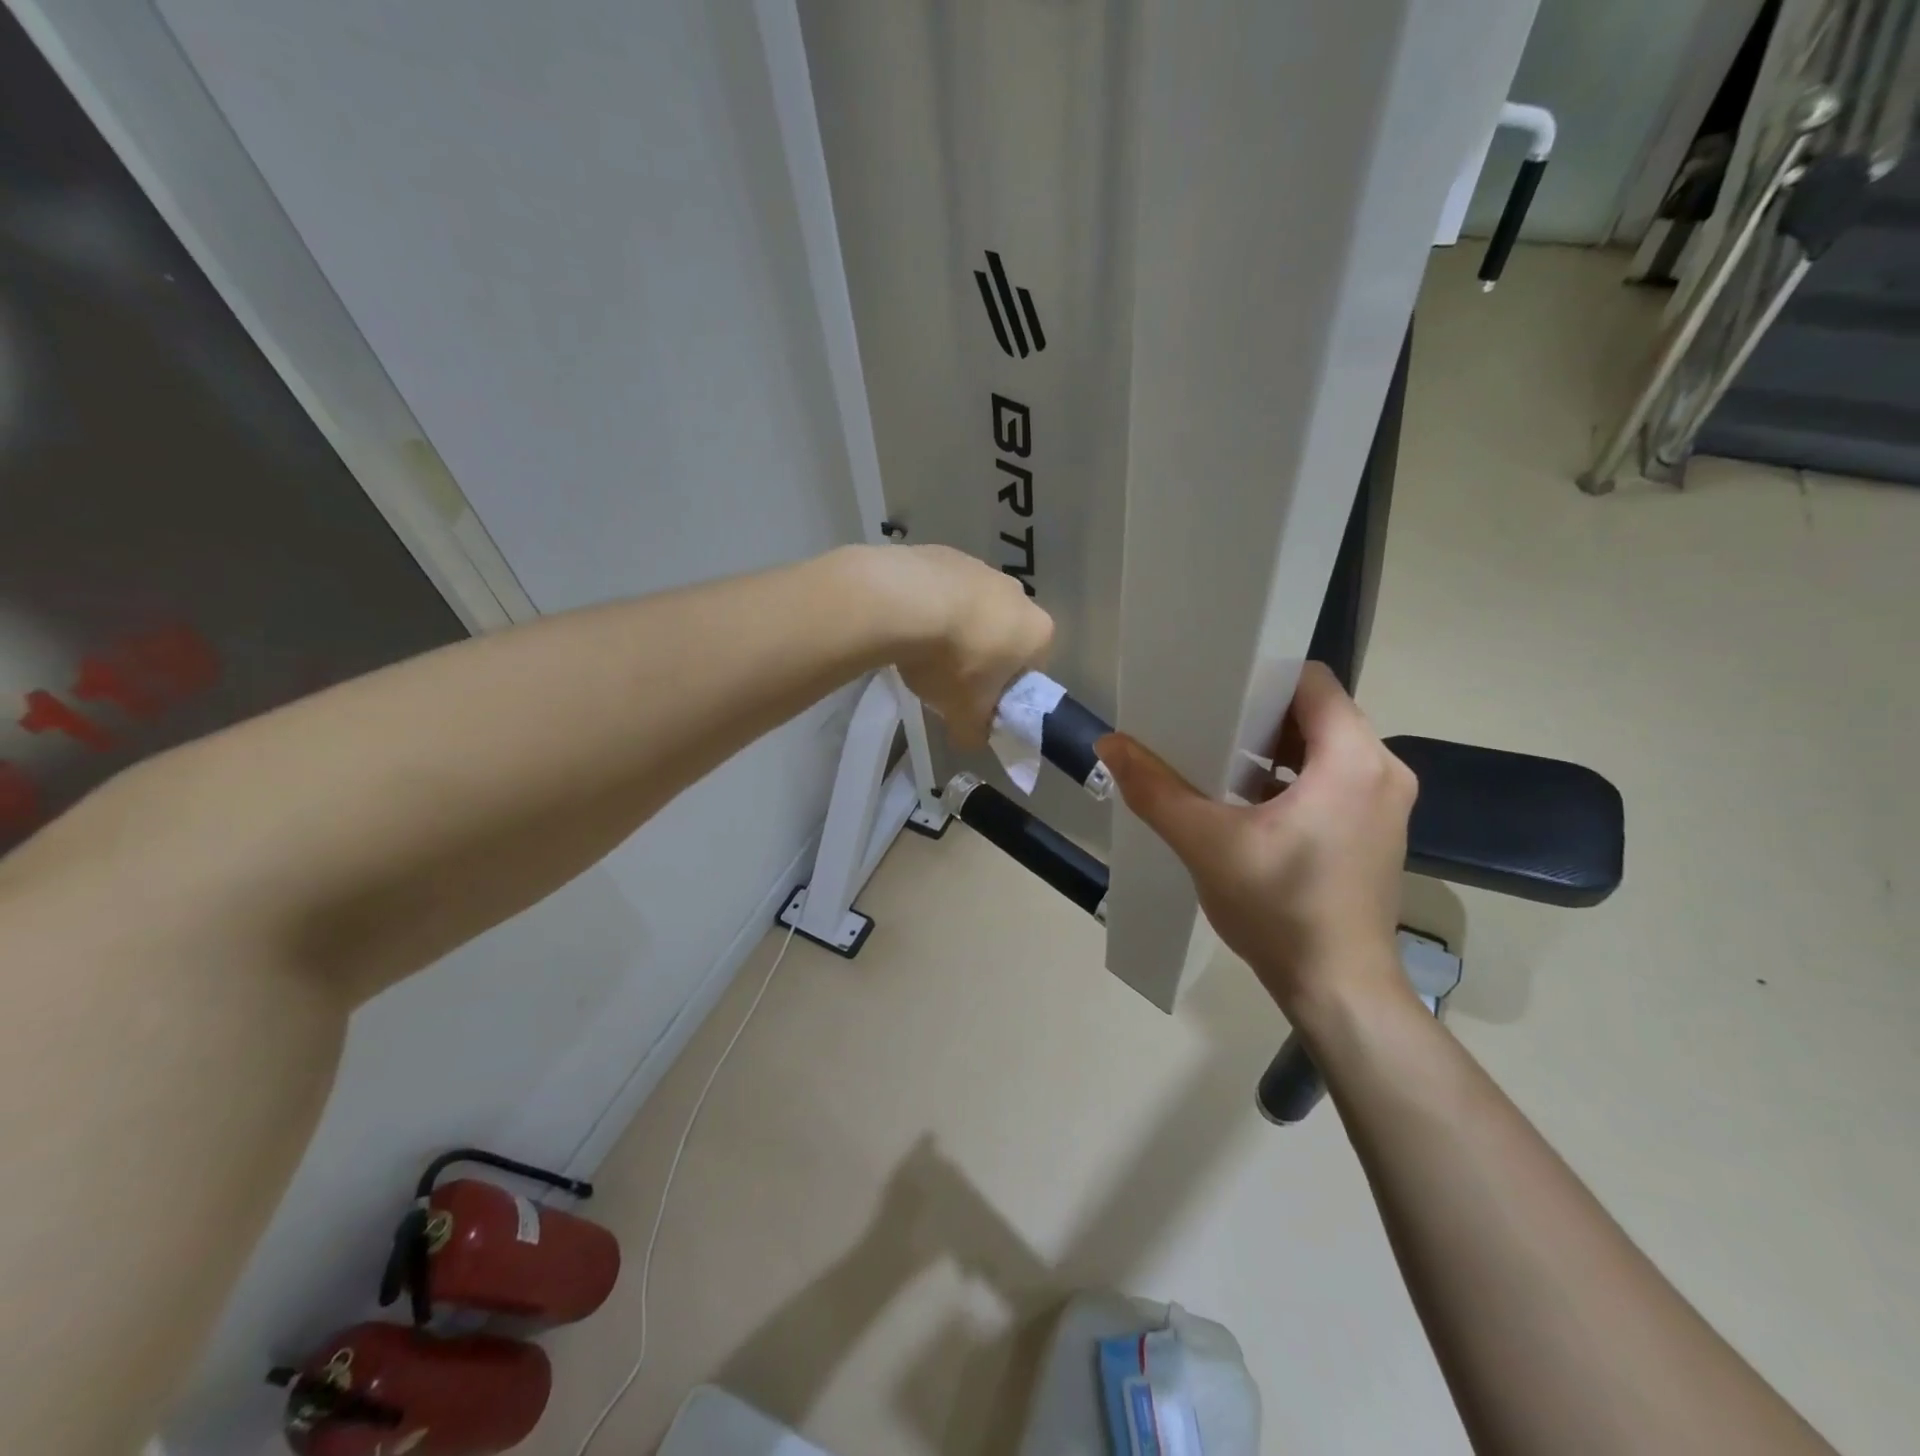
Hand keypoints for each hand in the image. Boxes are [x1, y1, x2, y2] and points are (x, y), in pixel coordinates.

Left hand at [855, 544, 1054, 747]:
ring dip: (954, 628)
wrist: (904, 602)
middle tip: (948, 679)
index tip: (978, 701)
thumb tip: (972, 740)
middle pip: (1004, 634)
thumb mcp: (965, 713)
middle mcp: (1018, 594)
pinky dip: (929, 604)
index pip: (1031, 668)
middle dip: (981, 656)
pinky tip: (906, 623)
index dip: (1005, 689)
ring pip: (973, 608)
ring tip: (920, 650)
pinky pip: (942, 588)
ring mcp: (982, 568)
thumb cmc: (952, 662)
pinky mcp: (946, 553)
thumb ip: (975, 731)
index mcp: (1037, 633)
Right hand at [1098, 663, 1416, 1016]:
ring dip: (1274, 748)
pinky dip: (1292, 778)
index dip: (1261, 676)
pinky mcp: (1376, 830)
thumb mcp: (1206, 844)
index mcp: (1353, 761)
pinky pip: (1334, 779)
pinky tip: (1245, 800)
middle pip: (1317, 714)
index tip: (1214, 685)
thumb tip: (1109, 743)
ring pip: (1325, 748)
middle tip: (1205, 721)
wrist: (1338, 989)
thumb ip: (1155, 789)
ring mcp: (1385, 803)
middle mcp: (1383, 770)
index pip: (1311, 682)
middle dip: (1259, 713)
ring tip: (1218, 758)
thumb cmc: (1279, 909)